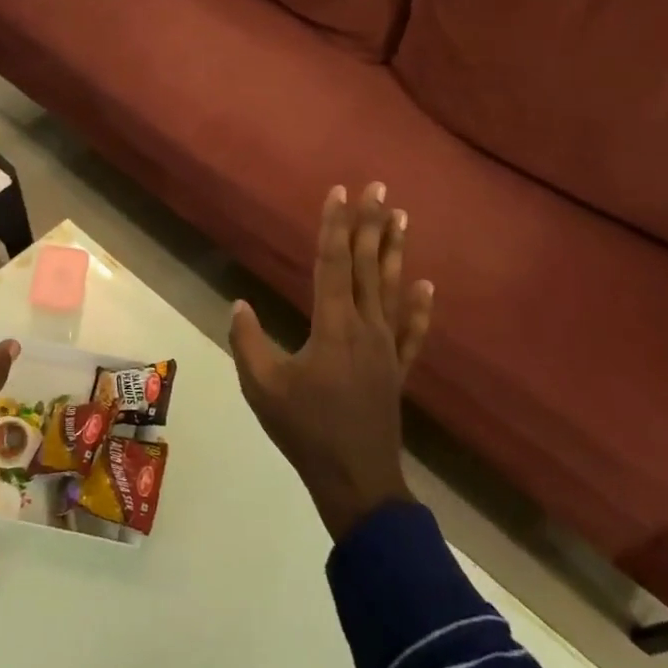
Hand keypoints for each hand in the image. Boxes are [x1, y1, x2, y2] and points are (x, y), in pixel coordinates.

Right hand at [229, 183, 433, 540]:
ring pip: (392, 289)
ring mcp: (386, 348)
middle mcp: (364, 327)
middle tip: (379, 188)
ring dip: (395, 252)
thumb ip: (248, 342)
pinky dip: (420, 308)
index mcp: (332, 326)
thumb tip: (239, 304)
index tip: (339, 191)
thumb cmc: (305, 430)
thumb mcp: (262, 386)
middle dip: (370, 224)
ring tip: (401, 218)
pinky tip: (427, 286)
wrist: (356, 480)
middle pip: (367, 266)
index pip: (332, 263)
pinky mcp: (396, 370)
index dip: (334, 225)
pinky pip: (412, 331)